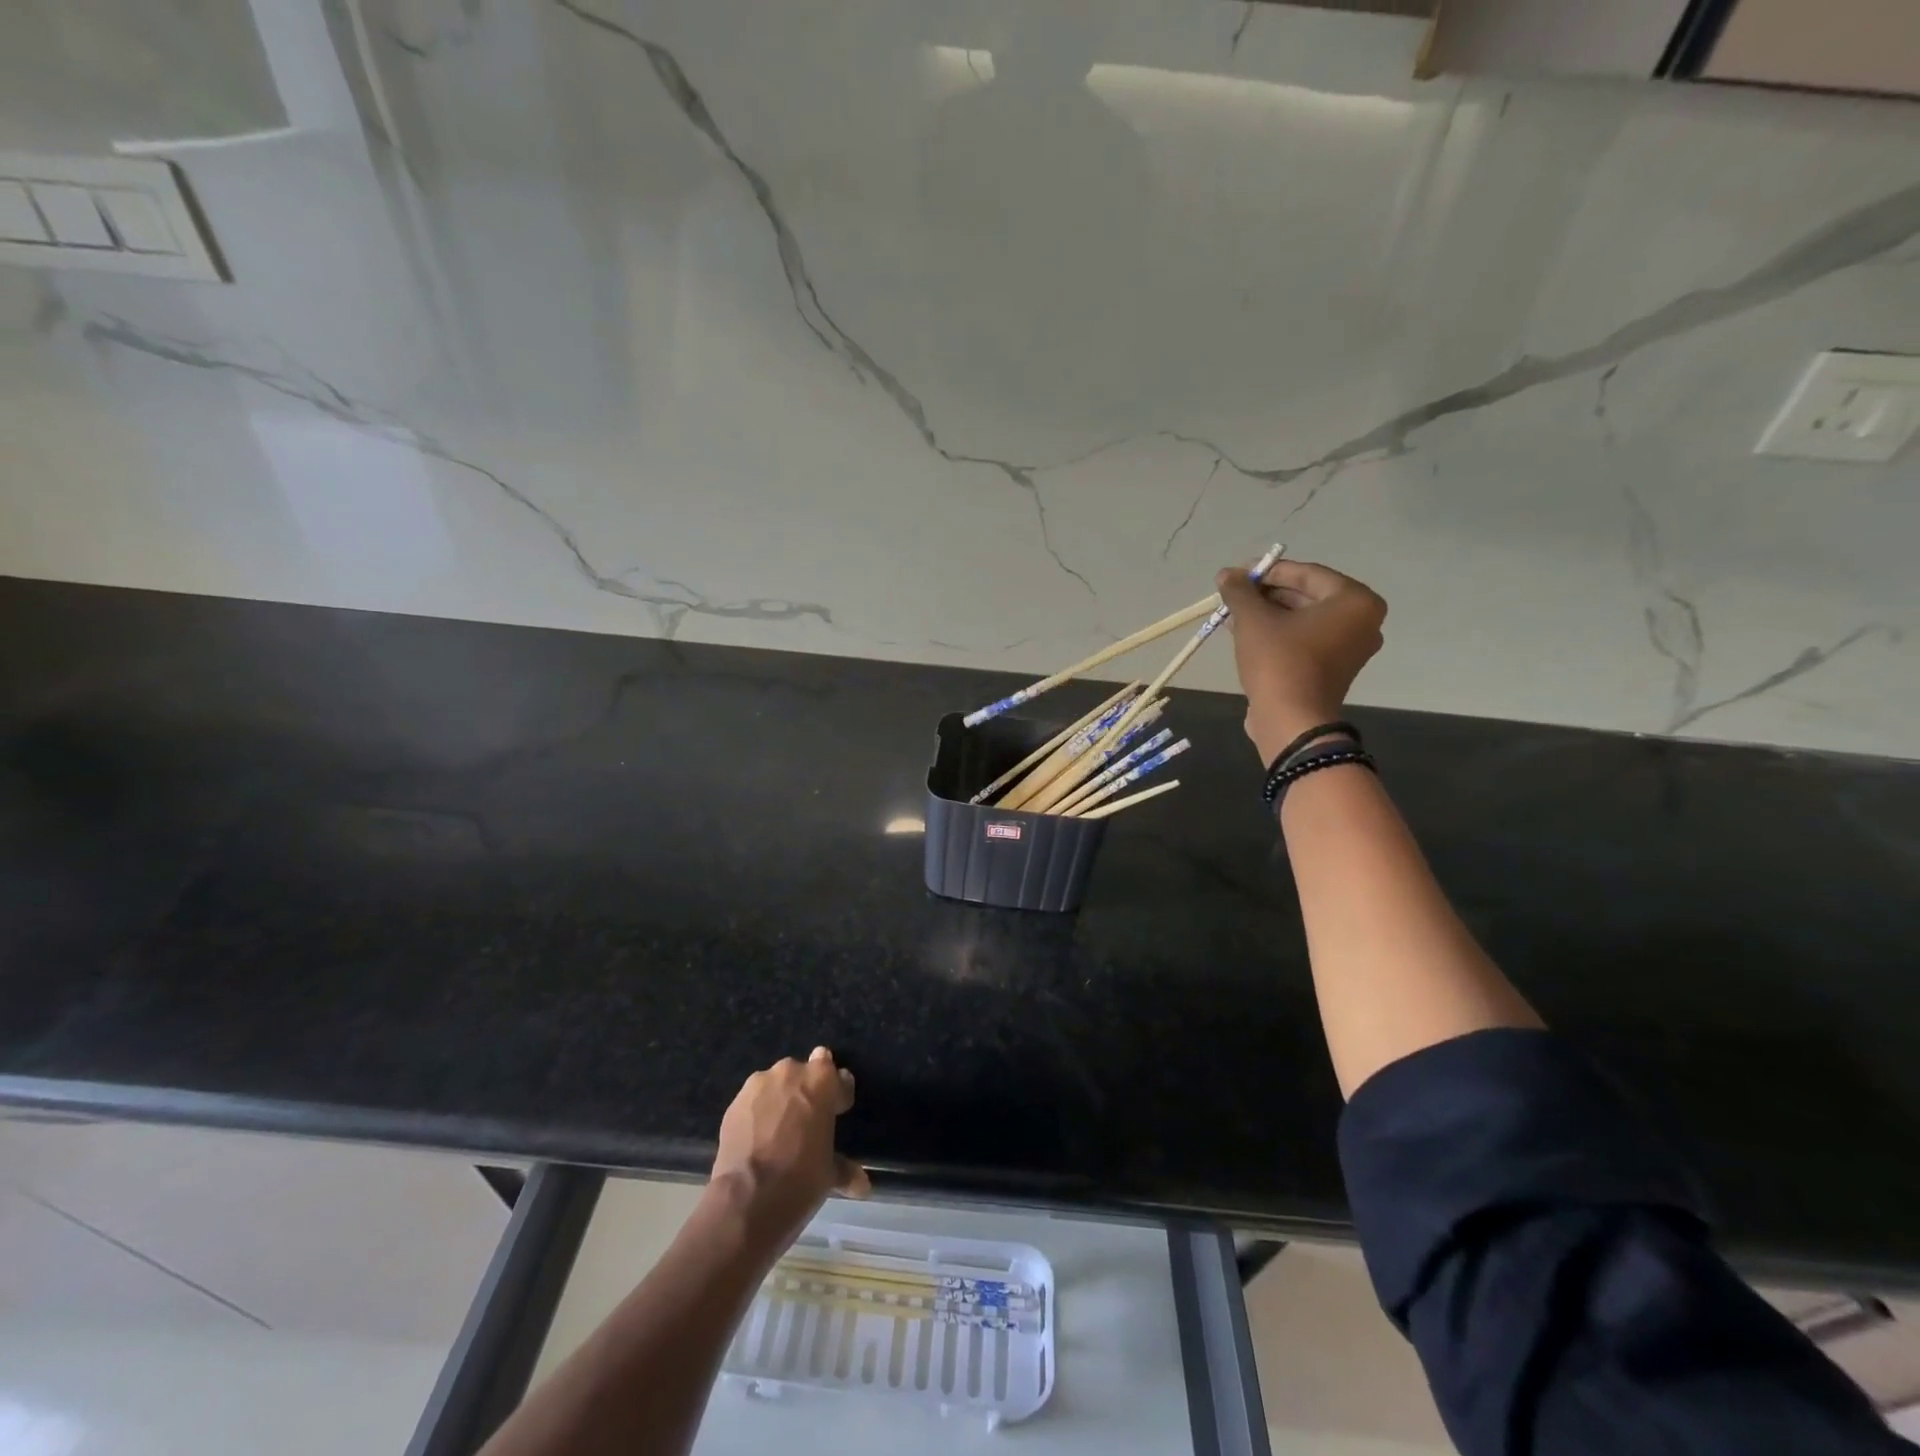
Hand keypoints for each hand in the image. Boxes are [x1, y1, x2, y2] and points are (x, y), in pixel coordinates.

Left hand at [710, 1047, 869, 1241]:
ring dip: (780, 1100)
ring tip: (779, 1130)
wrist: (747, 1200)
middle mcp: (790, 1072)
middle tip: (808, 1120)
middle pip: (804, 1073)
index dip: (839, 1093)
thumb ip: (845, 1168)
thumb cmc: (800, 1180)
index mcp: (821, 1081)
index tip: (839, 1110)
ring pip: (775, 1084)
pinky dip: (758, 1114)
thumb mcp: (829, 1174)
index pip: (838, 1076)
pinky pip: (753, 1102)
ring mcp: (758, 1085)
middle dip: (807, 1091)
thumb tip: (863, 1185)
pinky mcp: (734, 1103)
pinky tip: (758, 1139)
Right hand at [1215, 560, 1386, 765]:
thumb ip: (1240, 592)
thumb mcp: (1253, 619)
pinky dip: (1279, 634)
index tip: (1236, 574)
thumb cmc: (1279, 661)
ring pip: (1303, 620)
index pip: (1306, 573)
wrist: (1290, 720)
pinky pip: (1305, 640)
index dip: (1266, 571)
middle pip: (1307, 596)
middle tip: (1233, 595)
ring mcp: (1350, 648)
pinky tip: (1246, 634)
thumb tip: (1225, 574)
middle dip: (1267, 594)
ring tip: (1233, 614)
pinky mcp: (1333, 670)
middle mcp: (1362, 622)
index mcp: (1355, 601)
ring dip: (1268, 614)